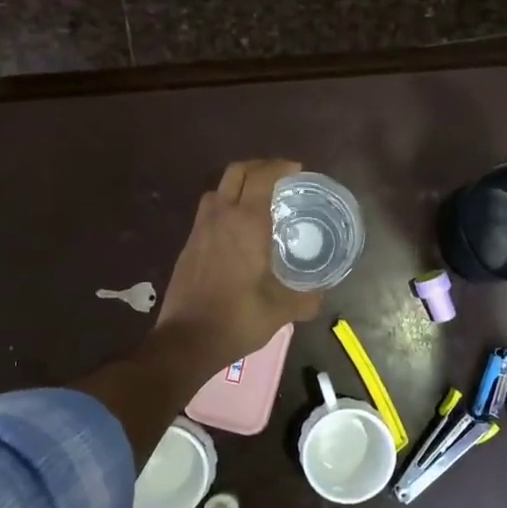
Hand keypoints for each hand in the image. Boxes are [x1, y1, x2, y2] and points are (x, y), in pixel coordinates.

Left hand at [155, 159, 322, 369]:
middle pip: (236, 172)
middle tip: (279, 179)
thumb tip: (320, 295)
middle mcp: (221, 217)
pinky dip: (225, 207)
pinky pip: (208, 212)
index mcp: (246, 223)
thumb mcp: (281, 311)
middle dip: (259, 168)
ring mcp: (200, 230)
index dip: (280, 167)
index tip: (297, 170)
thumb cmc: (237, 319)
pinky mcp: (188, 245)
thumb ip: (305, 299)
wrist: (186, 340)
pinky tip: (237, 231)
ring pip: (218, 190)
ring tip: (257, 201)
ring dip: (238, 186)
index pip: (262, 177)